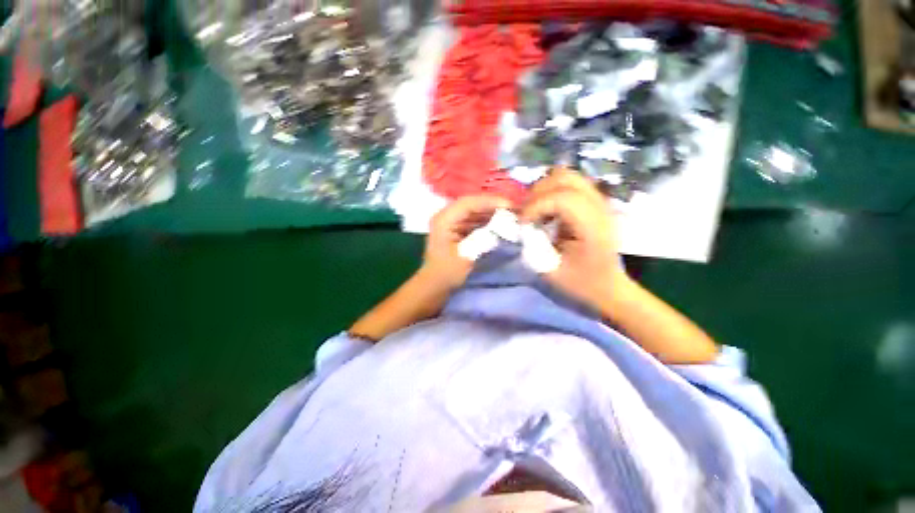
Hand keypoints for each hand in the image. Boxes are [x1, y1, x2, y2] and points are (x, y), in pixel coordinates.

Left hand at [422, 195, 510, 289]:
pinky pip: (475, 219)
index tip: (510, 205)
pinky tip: (501, 223)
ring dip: (492, 212)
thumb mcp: (466, 256)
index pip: (469, 203)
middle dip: (494, 205)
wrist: (436, 284)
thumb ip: (484, 239)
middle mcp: (447, 216)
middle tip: (515, 209)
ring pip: (475, 210)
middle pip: (473, 204)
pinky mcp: (457, 228)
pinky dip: (488, 220)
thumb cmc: (447, 273)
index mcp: (444, 219)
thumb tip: (504, 226)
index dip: (490, 201)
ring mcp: (452, 221)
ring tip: (511, 215)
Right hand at [520, 169, 629, 310]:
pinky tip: (547, 209)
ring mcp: (599, 201)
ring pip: (567, 175)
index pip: (562, 198)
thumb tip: (522, 226)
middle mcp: (599, 207)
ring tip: (535, 209)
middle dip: (538, 193)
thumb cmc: (581, 283)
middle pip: (565, 178)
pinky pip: (569, 183)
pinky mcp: (594, 202)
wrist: (608, 286)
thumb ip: (533, 246)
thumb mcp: (551, 271)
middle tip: (526, 213)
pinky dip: (552, 190)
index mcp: (592, 227)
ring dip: (544, 188)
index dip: (536, 206)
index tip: (523, 223)